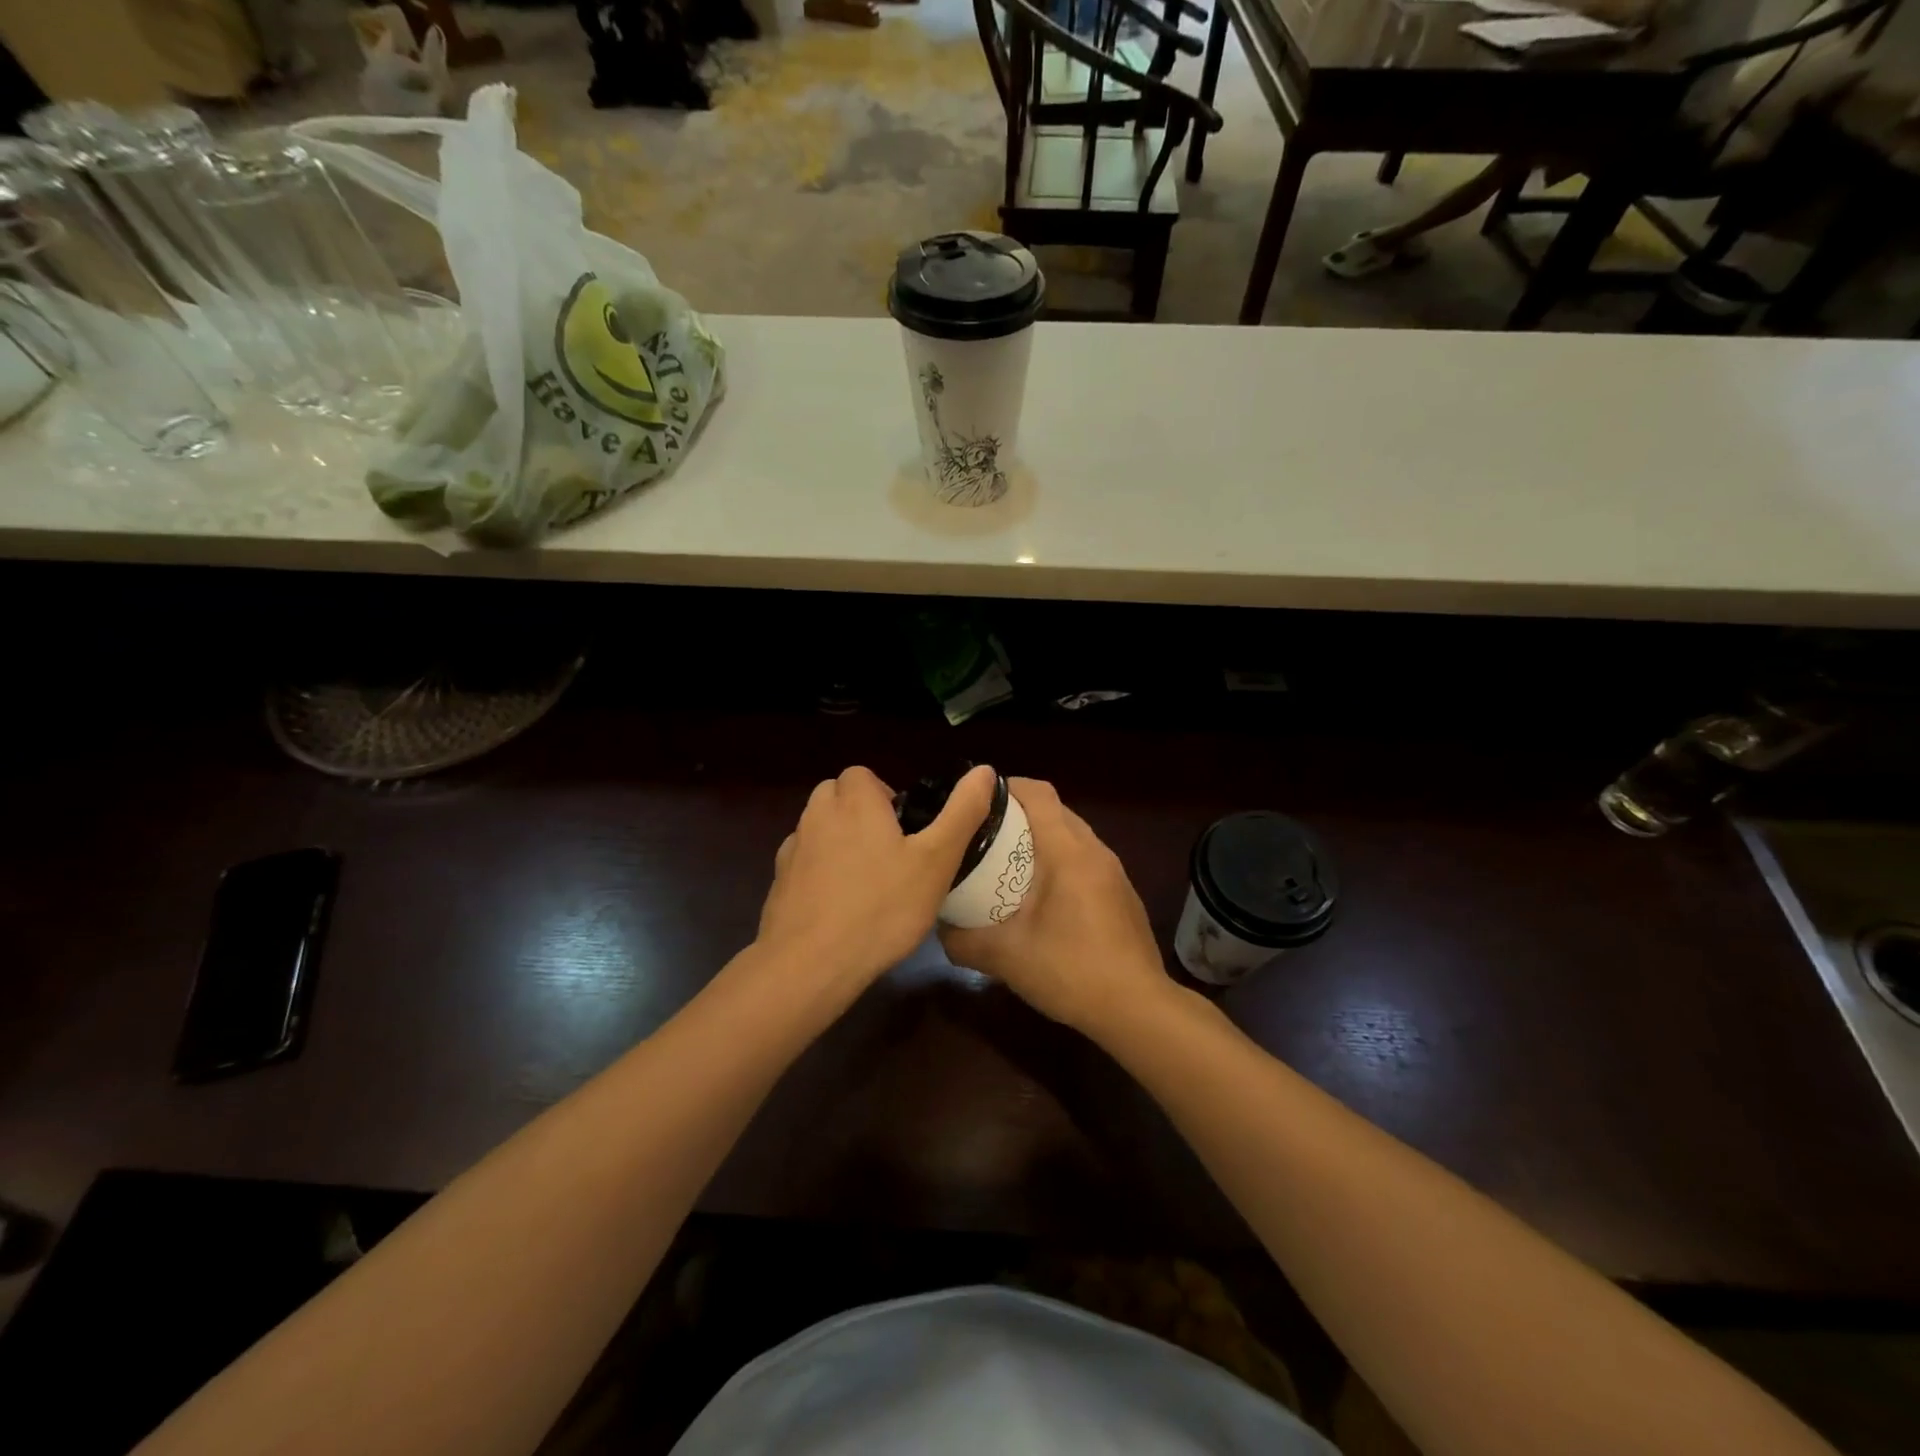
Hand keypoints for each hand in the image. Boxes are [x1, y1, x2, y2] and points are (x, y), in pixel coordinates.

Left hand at [757, 763, 997, 992]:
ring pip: (818, 828)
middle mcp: (817, 815)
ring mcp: (793, 849)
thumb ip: (962, 813)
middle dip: (861, 813)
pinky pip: (803, 863)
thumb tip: (985, 771)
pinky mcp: (778, 882)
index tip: (906, 831)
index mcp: (855, 802)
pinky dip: (819, 872)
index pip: (862, 775)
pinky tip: (839, 905)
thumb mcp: (936, 861)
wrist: (810, 964)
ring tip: (868, 882)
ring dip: (839, 841)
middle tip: (891, 853)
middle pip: (837, 796)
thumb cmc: (882, 907)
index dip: (885, 796)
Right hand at [940, 778, 1175, 1036]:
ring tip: (1007, 864)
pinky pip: (1085, 860)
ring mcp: (1114, 872)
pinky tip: (1042, 899)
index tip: (976, 801)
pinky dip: (1060, 862)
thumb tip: (939, 928)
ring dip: (1041, 840)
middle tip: (983, 835)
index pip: (1038, 793)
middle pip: (1055, 811)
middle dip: (1018, 814)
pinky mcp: (1122, 894)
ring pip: (1072, 836)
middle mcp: (1095, 851)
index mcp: (1067, 851)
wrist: (1137, 1008)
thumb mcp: (1005, 957)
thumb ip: (963, 940)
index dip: (1006, 787)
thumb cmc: (1070, 970)